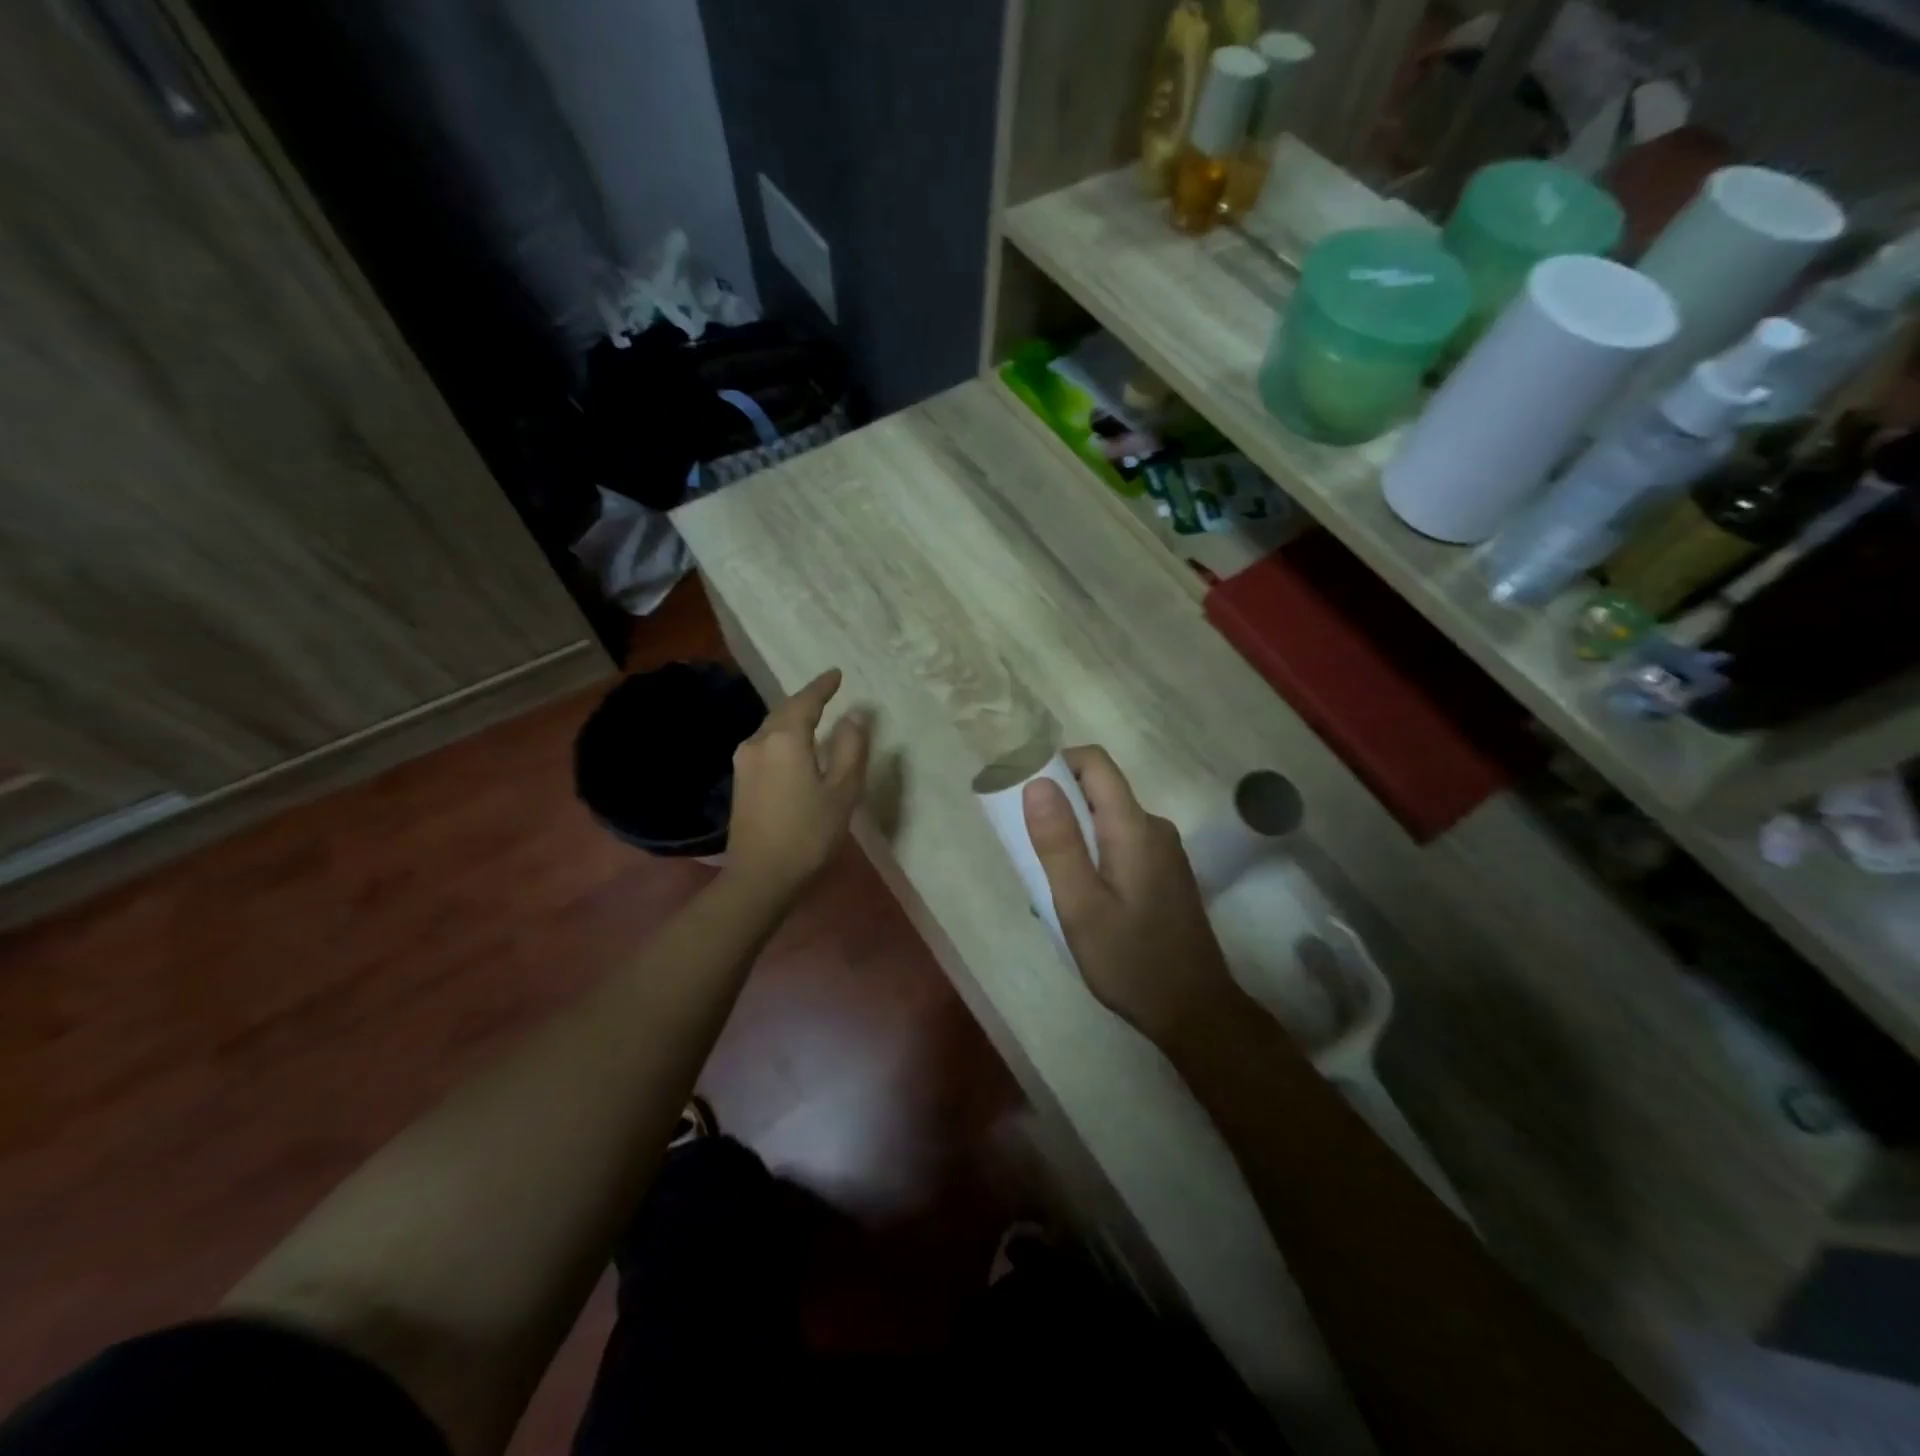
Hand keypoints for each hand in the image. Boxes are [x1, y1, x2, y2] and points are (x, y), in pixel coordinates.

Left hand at [726, 668, 869, 896]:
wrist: (760, 876)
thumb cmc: (808, 833)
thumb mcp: (842, 791)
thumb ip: (850, 748)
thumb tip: (853, 716)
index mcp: (785, 739)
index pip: (805, 701)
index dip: (822, 686)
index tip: (836, 673)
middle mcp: (758, 742)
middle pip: (784, 711)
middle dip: (806, 700)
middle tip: (827, 692)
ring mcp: (744, 762)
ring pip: (772, 728)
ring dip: (793, 719)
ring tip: (814, 716)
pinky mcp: (740, 780)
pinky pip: (765, 745)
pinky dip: (783, 737)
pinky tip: (794, 746)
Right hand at [1022, 746, 1240, 1050]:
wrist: (1195, 1011)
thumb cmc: (1131, 960)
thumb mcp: (1081, 906)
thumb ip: (1058, 842)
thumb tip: (1036, 782)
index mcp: (1134, 827)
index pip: (1095, 763)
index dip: (1055, 764)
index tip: (1023, 795)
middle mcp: (1154, 828)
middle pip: (1099, 792)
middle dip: (1058, 810)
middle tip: (1030, 854)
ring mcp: (1164, 851)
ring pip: (1106, 822)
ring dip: (1073, 840)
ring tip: (1052, 890)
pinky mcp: (1165, 873)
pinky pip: (1120, 845)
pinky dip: (1093, 857)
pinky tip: (1083, 903)